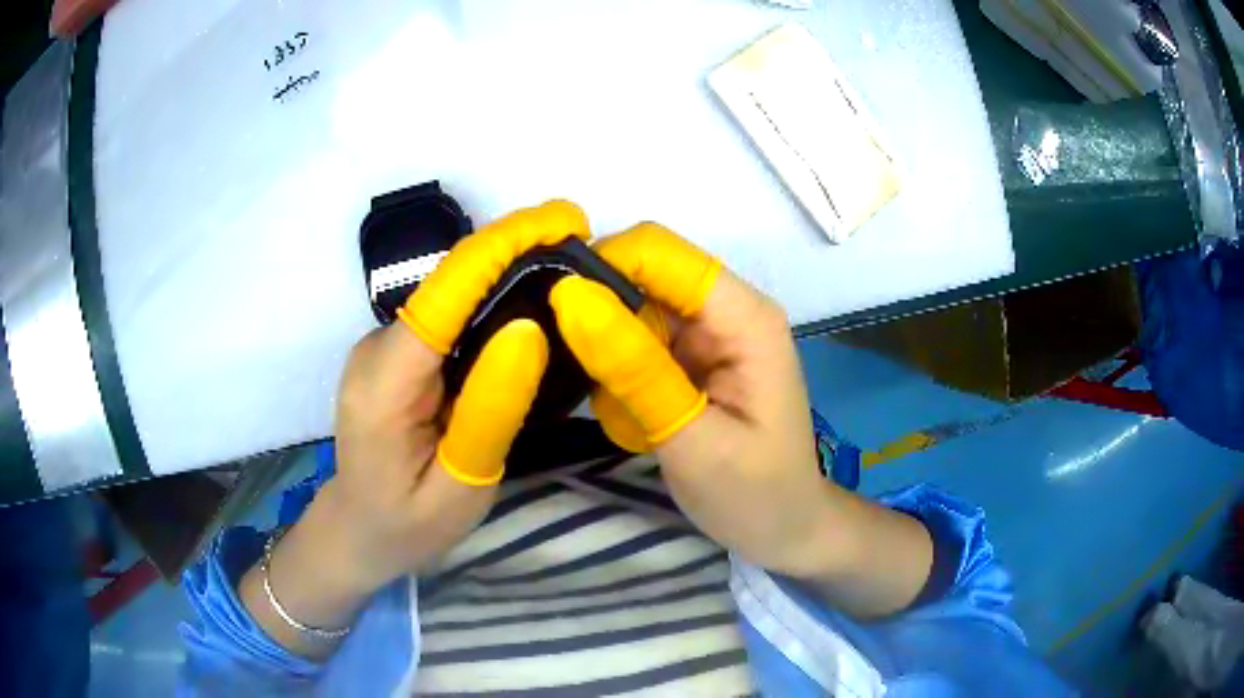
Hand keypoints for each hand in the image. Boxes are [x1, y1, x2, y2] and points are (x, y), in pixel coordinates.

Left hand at [241, 201, 586, 655]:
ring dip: (508, 270)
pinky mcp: (396, 354)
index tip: (565, 219)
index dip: (503, 246)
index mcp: (384, 384)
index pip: (446, 294)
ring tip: (570, 265)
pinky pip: (447, 315)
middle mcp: (376, 348)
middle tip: (584, 242)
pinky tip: (531, 302)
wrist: (358, 531)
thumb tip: (530, 327)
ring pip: (450, 294)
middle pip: (449, 282)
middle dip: (515, 248)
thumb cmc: (408, 524)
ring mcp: (383, 347)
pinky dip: (490, 299)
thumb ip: (491, 411)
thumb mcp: (460, 485)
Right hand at [549, 223, 932, 617]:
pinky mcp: (692, 357)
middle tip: (576, 372)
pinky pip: (637, 341)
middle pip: (642, 273)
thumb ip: (635, 369)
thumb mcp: (692, 440)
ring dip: (605, 350)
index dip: (602, 267)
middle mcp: (726, 310)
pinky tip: (630, 418)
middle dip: (597, 311)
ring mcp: (708, 333)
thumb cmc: (754, 493)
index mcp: (744, 316)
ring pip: (632, 308)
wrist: (786, 528)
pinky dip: (618, 372)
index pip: (659, 251)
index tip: (554, 313)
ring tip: (616, 411)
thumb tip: (571, 299)